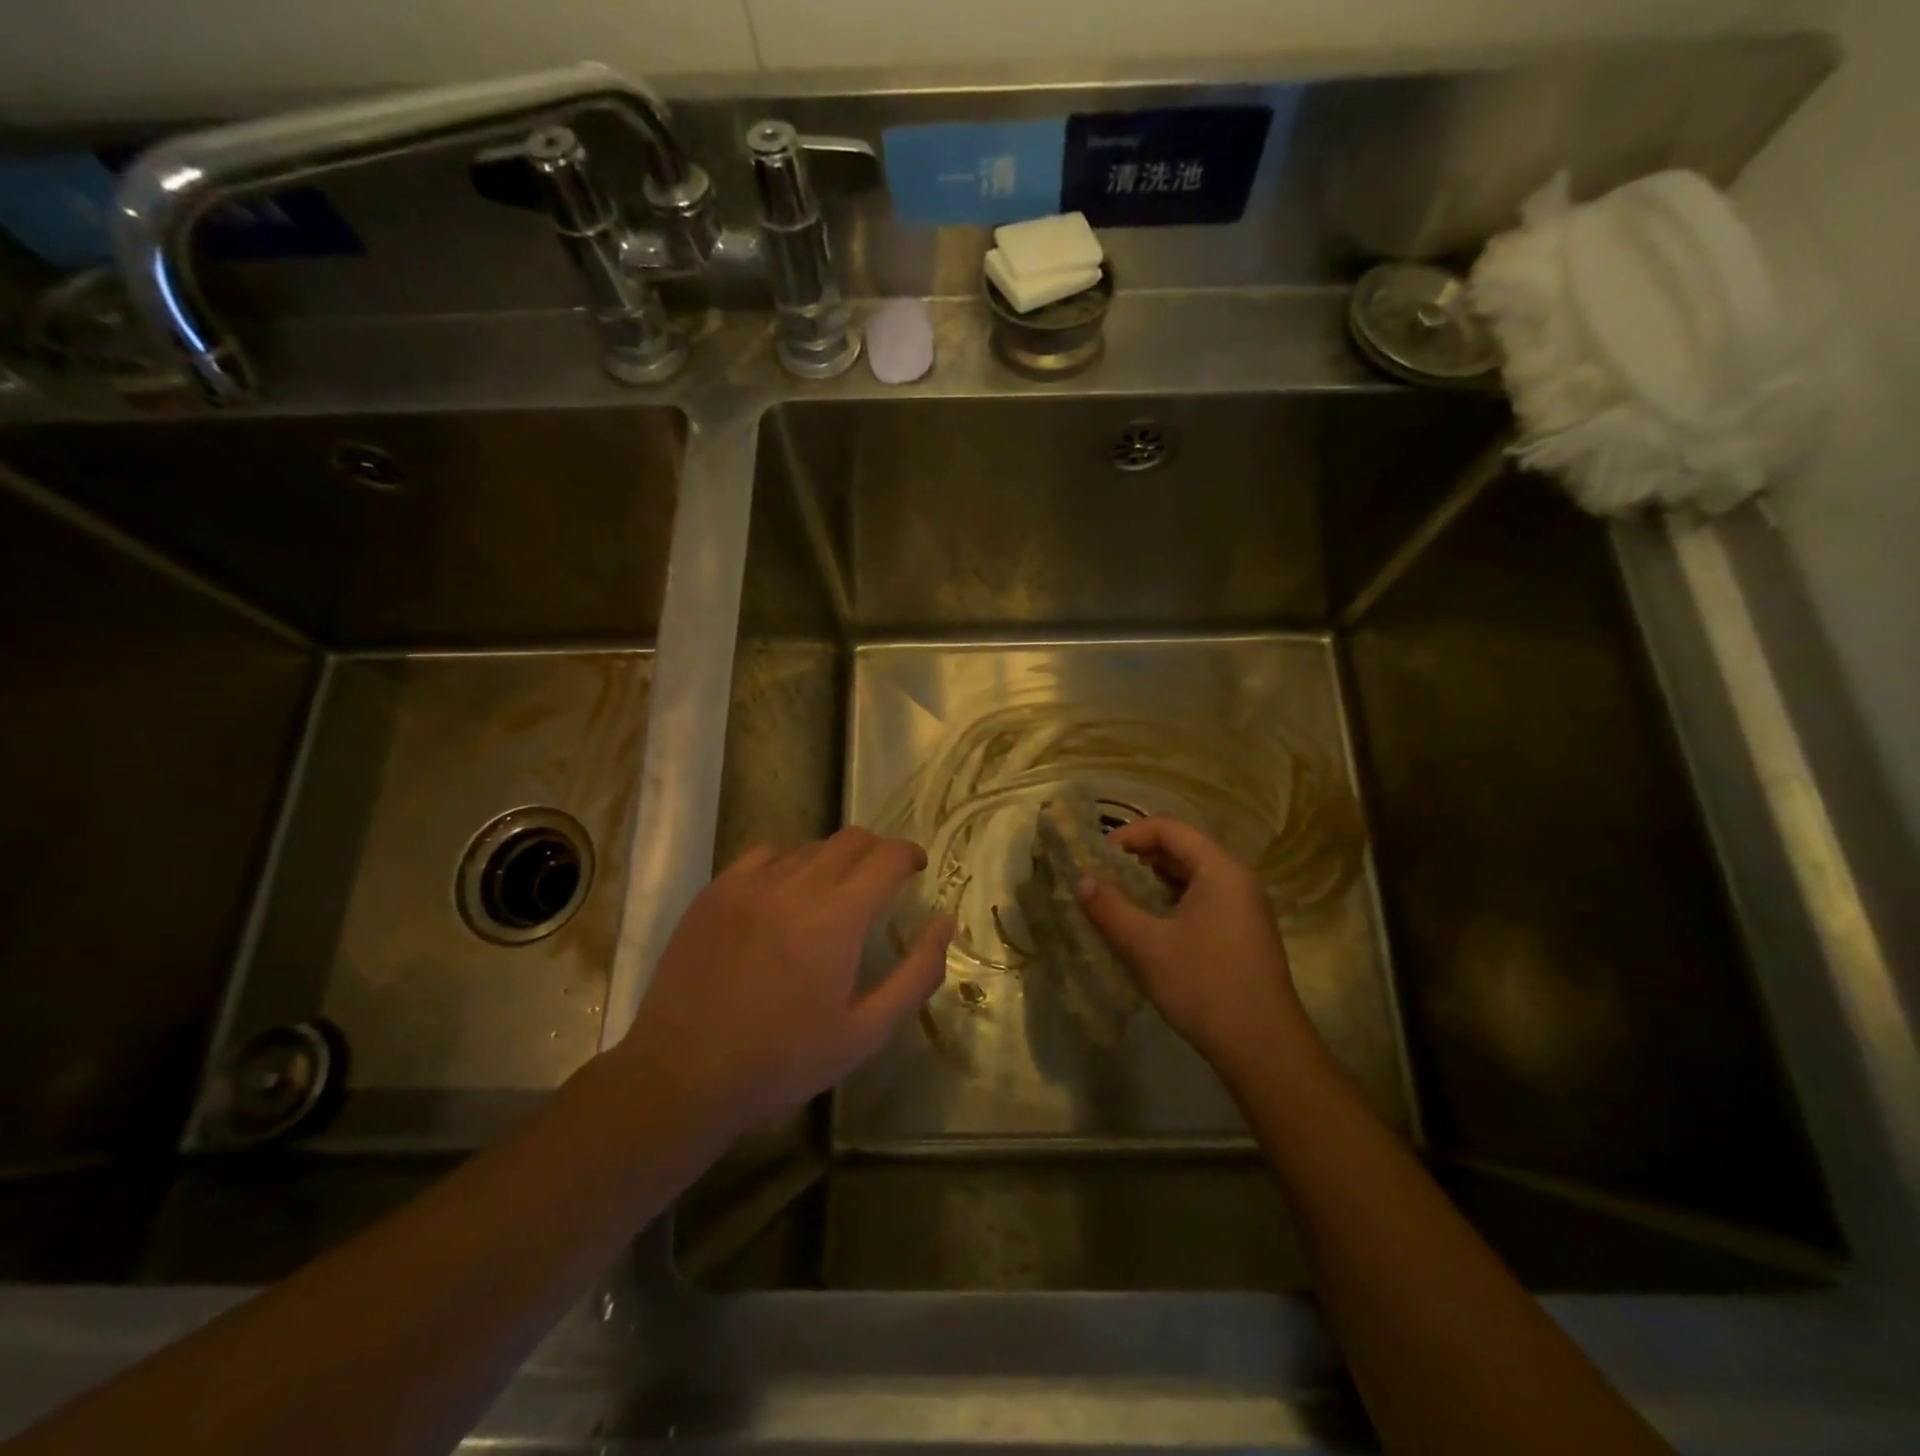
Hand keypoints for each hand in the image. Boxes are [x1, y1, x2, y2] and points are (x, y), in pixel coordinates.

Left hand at [613, 830, 951, 1137]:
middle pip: (850, 840)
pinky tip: (782, 893)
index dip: (909, 854)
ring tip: (832, 893)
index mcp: (837, 917)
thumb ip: (916, 973)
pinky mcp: (715, 891)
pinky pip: (764, 854)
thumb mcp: (866, 1032)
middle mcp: (796, 885)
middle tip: (881, 880)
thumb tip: (944, 922)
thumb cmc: (784, 1059)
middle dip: (876, 852)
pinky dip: (787, 862)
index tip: (916, 867)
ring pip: (808, 846)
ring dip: (833, 860)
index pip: (886, 856)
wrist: (684, 1074)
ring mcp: (749, 884)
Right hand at [1076, 818, 1311, 1079]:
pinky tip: (1146, 927)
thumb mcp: (1147, 945)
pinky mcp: (1242, 933)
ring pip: (1190, 878)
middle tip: (1102, 878)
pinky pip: (1200, 901)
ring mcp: (1243, 907)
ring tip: (1117, 901)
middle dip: (1137, 859)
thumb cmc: (1204, 984)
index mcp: (1219, 869)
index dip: (1128, 836)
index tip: (1096, 858)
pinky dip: (1169, 904)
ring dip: (1151, 884)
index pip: (1168, 829)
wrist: (1263, 1048)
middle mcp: (1236, 879)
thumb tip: (1082, 881)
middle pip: (1181, 849)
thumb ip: (1110, 908)